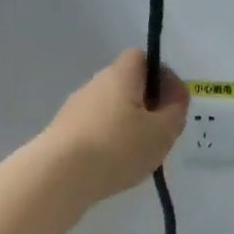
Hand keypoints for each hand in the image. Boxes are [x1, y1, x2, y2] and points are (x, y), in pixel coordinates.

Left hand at [40, 50, 188, 202]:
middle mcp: (94, 85)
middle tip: (160, 132)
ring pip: (110, 109)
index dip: (161, 75)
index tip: (172, 102)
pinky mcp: (63, 132)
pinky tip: (114, 165)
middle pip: (126, 85)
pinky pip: (95, 129)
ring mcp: (75, 109)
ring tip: (138, 155)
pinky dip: (108, 141)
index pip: (141, 57)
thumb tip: (173, 97)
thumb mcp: (161, 132)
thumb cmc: (117, 147)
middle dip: (146, 104)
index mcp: (120, 75)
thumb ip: (175, 111)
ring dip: (127, 125)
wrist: (58, 175)